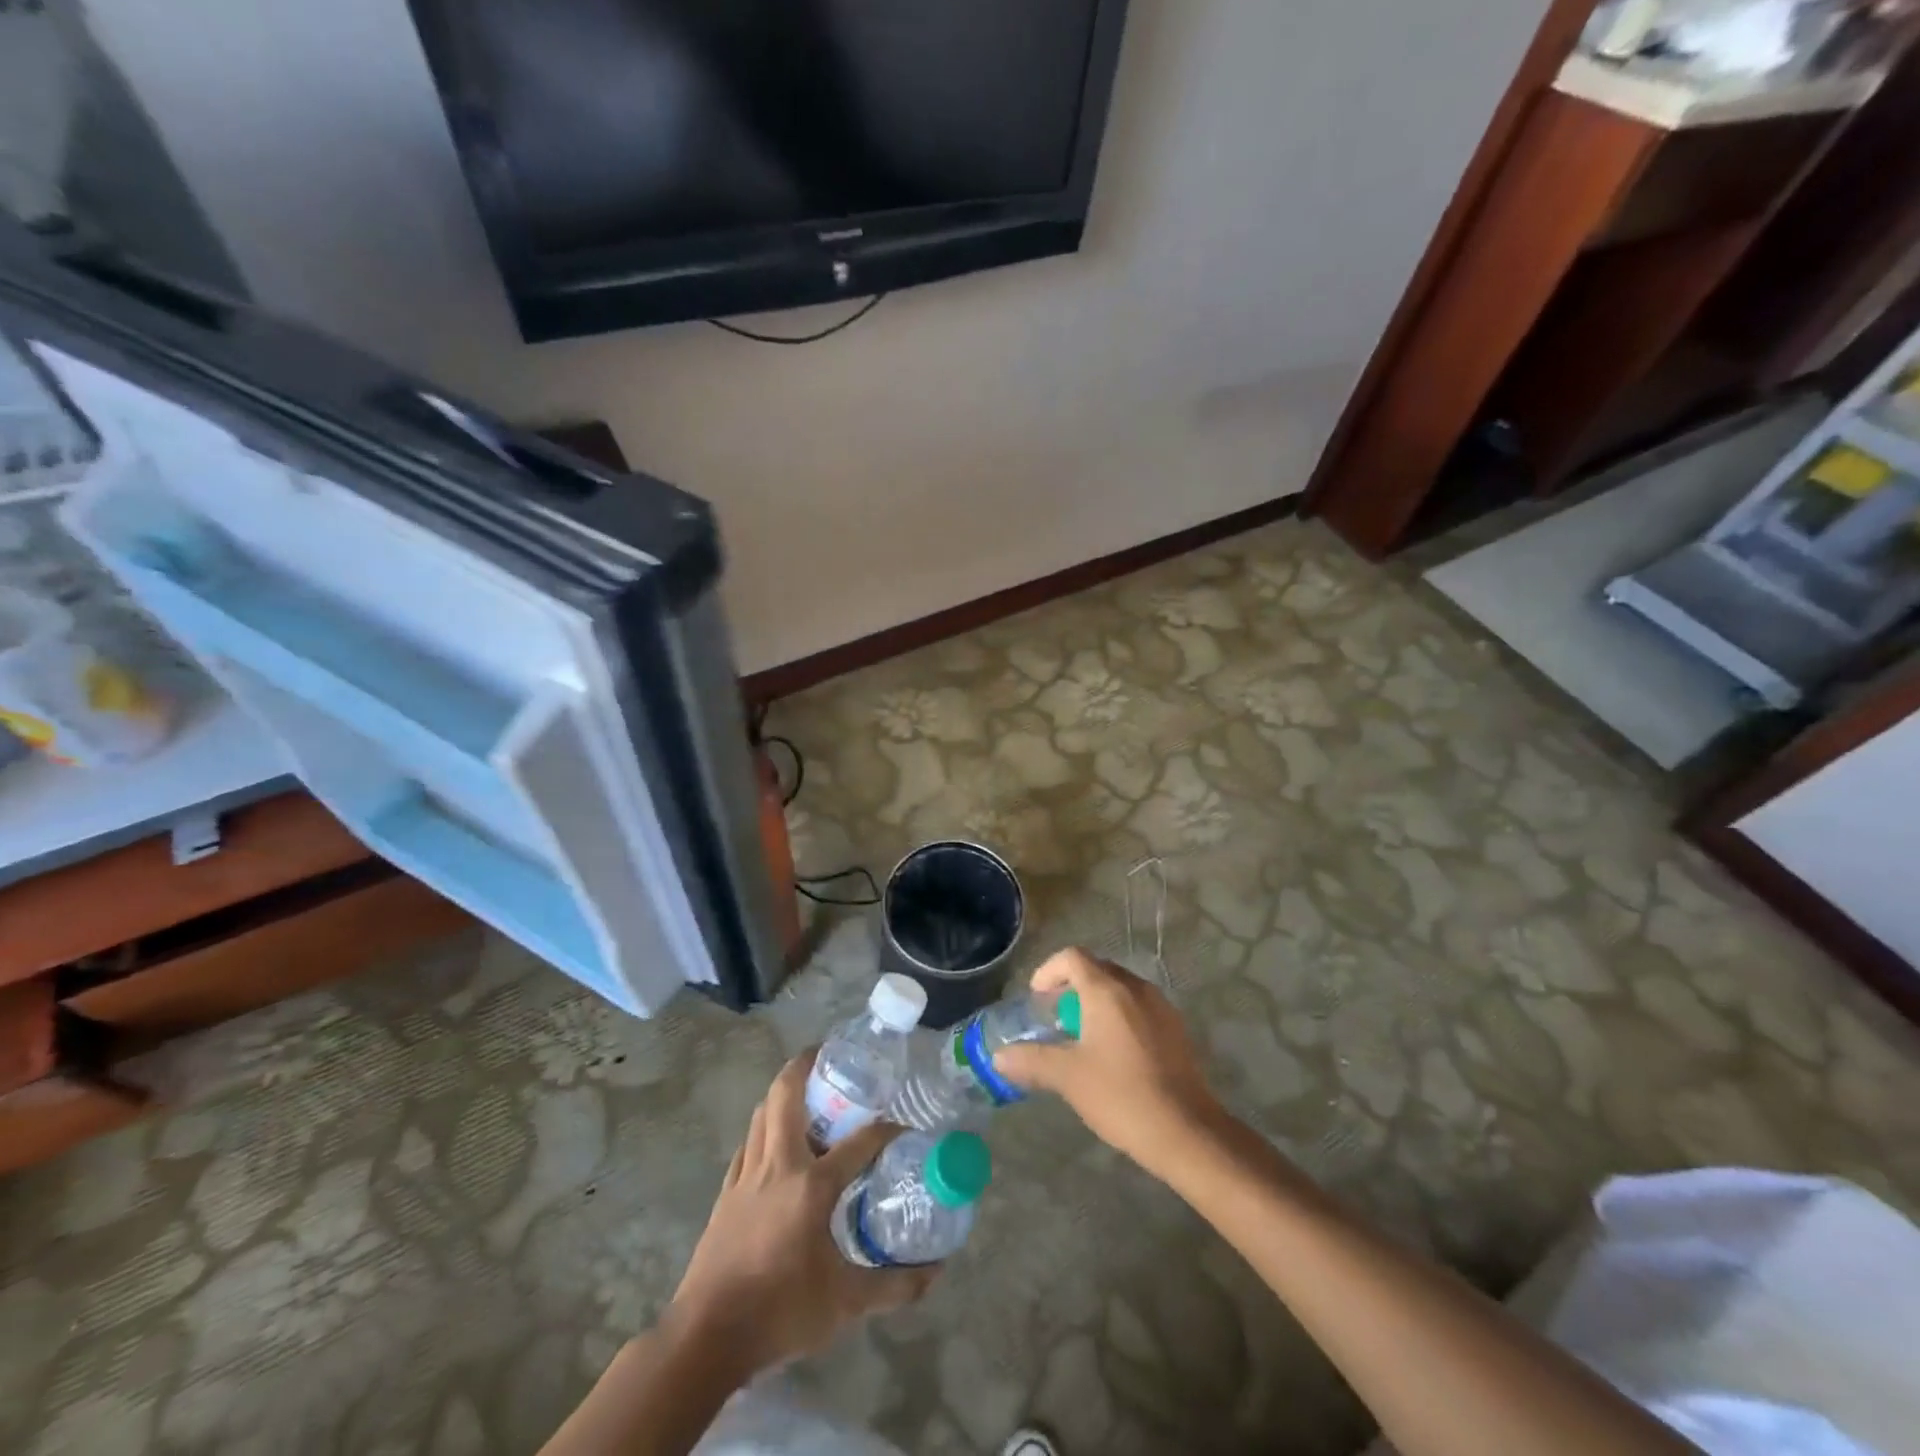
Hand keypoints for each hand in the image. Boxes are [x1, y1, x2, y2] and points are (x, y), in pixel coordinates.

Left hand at [669, 1051, 935, 1375]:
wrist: (706, 1338)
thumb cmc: (780, 1312)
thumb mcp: (845, 1305)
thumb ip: (893, 1285)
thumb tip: (935, 1272)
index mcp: (812, 1185)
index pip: (860, 1140)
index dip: (887, 1128)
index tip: (905, 1124)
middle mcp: (779, 1165)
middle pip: (787, 1095)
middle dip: (806, 1066)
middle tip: (830, 1058)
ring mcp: (747, 1175)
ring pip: (763, 1113)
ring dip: (784, 1094)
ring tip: (807, 1094)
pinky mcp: (727, 1191)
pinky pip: (748, 1142)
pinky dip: (764, 1128)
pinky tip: (775, 1143)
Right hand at [993, 948, 1227, 1179]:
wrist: (1187, 1131)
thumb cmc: (1121, 1095)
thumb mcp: (1068, 1077)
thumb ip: (1031, 1061)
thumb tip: (999, 1057)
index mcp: (1107, 990)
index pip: (1072, 957)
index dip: (1049, 971)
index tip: (1037, 999)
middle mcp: (1136, 988)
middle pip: (1097, 969)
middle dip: (1071, 986)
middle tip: (1055, 1016)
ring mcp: (1160, 1007)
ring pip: (1120, 988)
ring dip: (1096, 1001)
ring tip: (1081, 1036)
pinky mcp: (1176, 1030)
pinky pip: (1139, 1007)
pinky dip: (1119, 1016)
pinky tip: (1113, 1054)